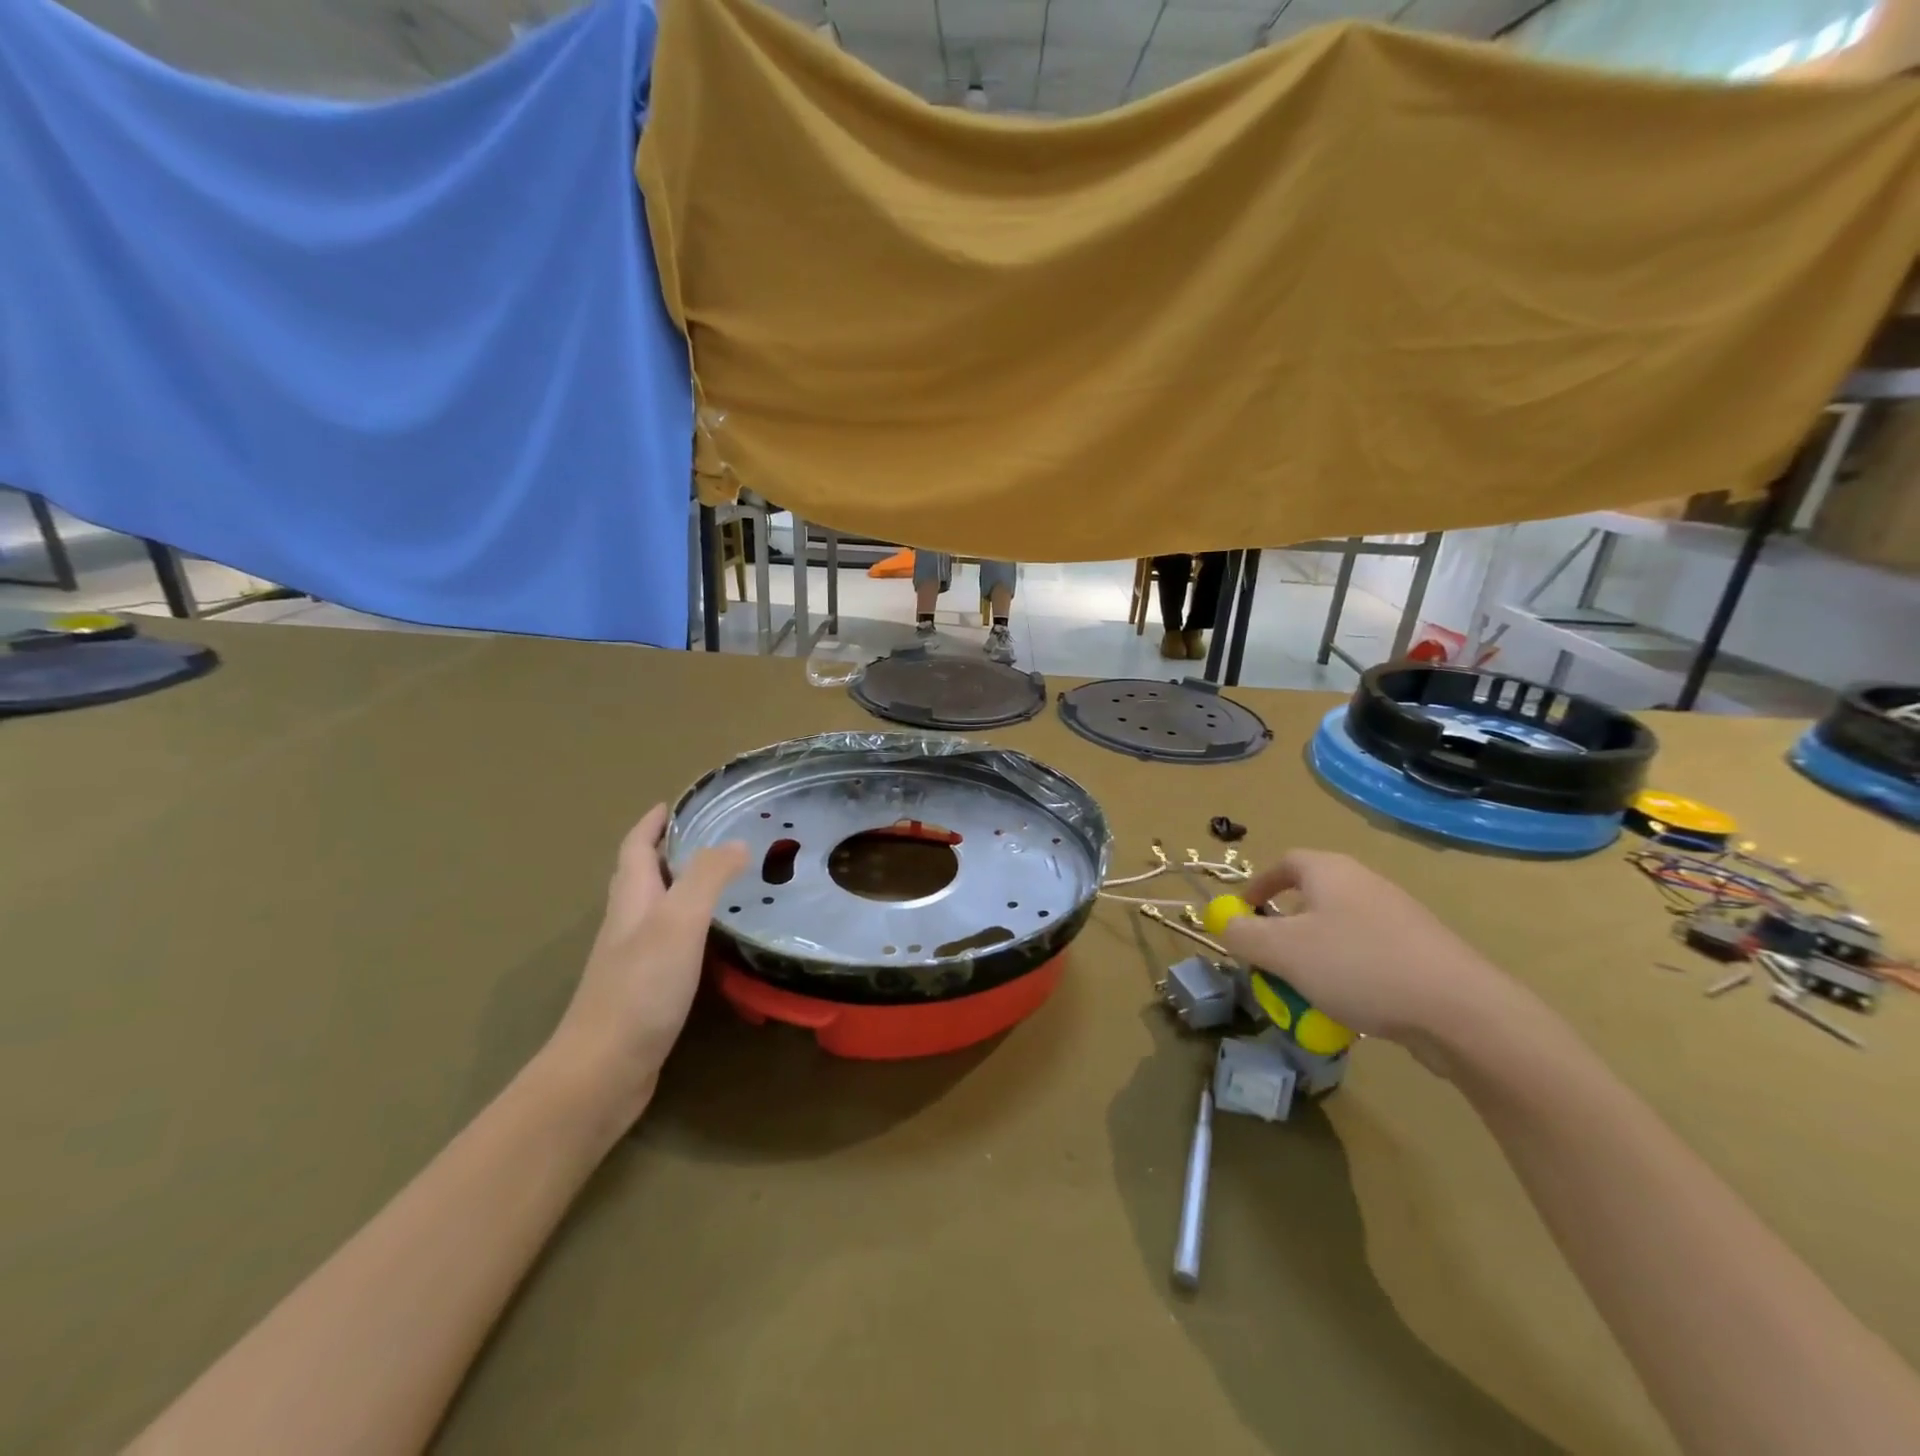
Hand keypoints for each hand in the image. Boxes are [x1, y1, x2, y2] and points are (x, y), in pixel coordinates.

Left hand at [544, 806, 746, 1123]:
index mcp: (631, 900)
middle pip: (642, 877)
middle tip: (708, 838)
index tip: (673, 804)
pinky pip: (668, 944)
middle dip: (666, 851)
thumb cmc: (640, 988)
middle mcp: (627, 924)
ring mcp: (632, 961)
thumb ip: (707, 878)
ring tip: (720, 881)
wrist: (602, 1071)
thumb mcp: (678, 922)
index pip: (636, 849)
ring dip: (680, 889)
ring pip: (655, 911)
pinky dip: (689, 929)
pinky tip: (712, 941)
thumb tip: (736, 842)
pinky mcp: (644, 992)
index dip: (651, 824)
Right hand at [1221, 850, 1535, 1073]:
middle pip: (1311, 899)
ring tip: (1305, 993)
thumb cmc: (1359, 966)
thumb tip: (1225, 924)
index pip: (1285, 862)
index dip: (1258, 885)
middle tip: (1270, 961)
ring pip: (1338, 932)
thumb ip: (1243, 935)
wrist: (1461, 1010)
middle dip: (1284, 931)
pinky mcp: (1422, 953)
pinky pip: (1368, 957)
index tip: (1243, 914)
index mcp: (1330, 872)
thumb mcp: (1283, 951)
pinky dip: (1348, 976)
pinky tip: (1349, 1010)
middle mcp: (1365, 884)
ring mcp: (1399, 918)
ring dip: (1314, 958)